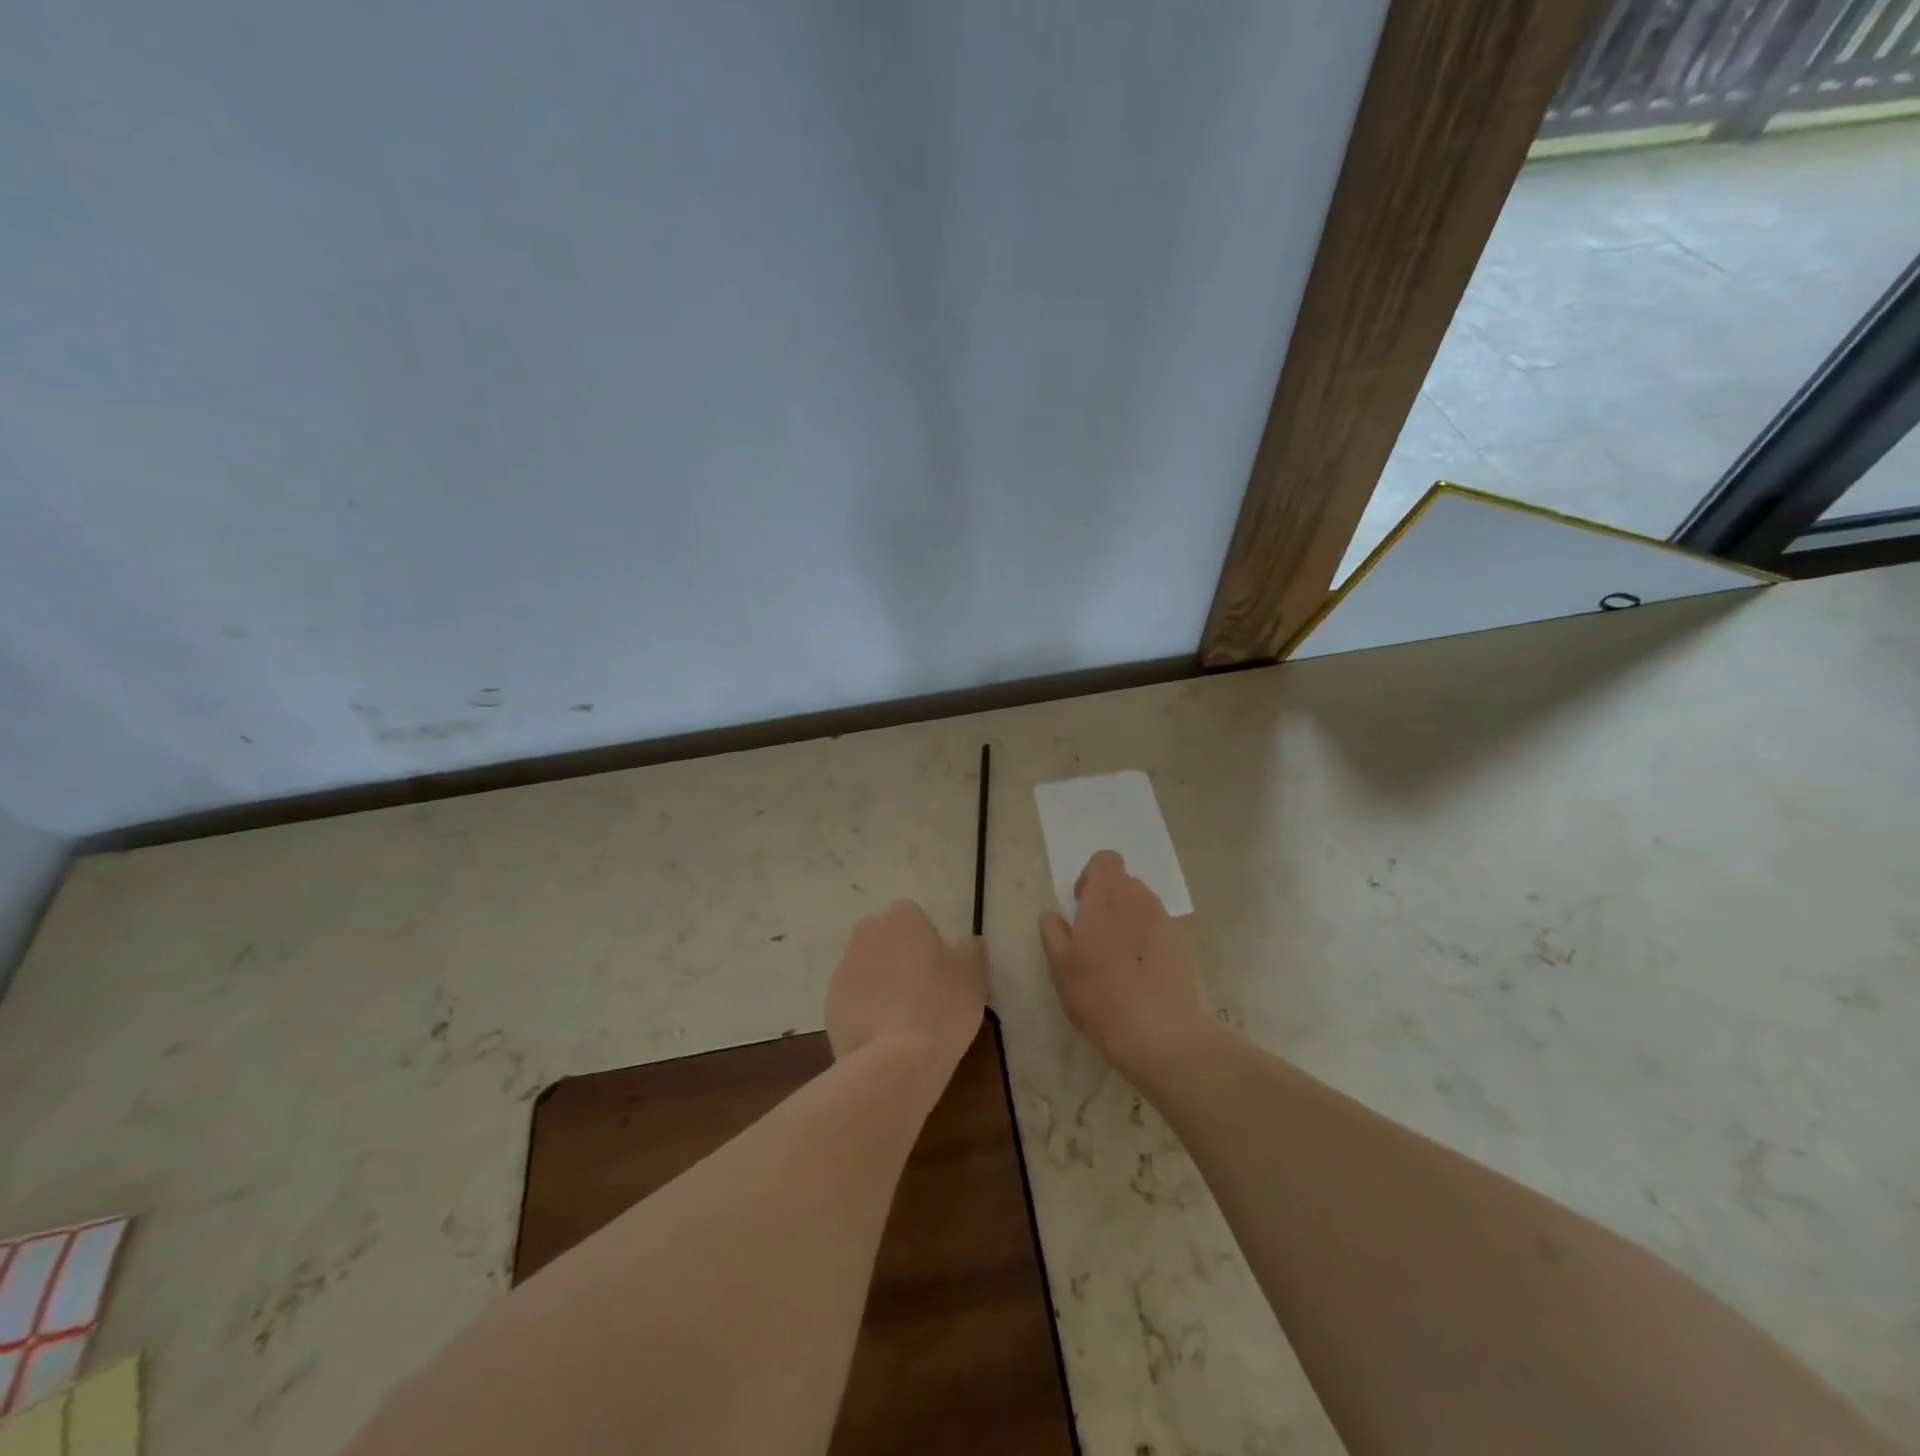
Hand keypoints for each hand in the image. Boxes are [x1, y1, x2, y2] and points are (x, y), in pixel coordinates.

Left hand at [826, 901, 986, 1078]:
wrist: (895, 1061)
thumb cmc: (941, 1006)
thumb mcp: (974, 974)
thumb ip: (970, 950)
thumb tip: (966, 945)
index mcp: (901, 917)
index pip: (915, 918)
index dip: (929, 943)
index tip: (942, 971)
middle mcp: (866, 934)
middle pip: (887, 940)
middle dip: (901, 958)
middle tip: (925, 992)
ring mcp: (843, 969)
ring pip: (869, 969)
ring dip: (883, 984)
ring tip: (905, 1020)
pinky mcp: (829, 1004)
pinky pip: (855, 1000)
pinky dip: (867, 1011)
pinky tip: (886, 1036)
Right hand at [1039, 851, 1220, 1080]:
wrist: (1164, 1034)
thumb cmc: (1101, 995)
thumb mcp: (1061, 967)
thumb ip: (1053, 933)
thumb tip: (1052, 914)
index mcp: (1107, 896)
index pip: (1105, 860)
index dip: (1091, 877)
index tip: (1081, 907)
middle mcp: (1141, 900)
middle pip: (1125, 884)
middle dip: (1110, 902)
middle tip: (1095, 939)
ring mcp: (1167, 924)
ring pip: (1144, 910)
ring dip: (1130, 924)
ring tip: (1119, 962)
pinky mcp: (1186, 949)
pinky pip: (1162, 934)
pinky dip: (1149, 946)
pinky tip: (1142, 980)